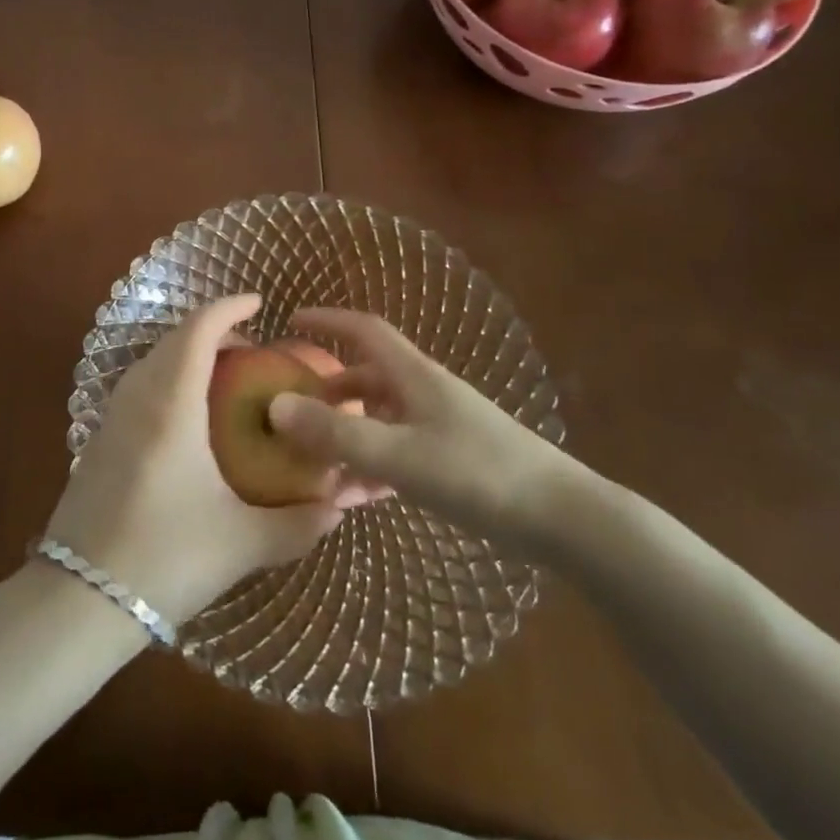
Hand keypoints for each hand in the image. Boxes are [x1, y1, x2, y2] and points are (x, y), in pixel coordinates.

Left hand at [42, 295, 345, 623]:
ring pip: (154, 360)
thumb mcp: (240, 543)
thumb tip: (338, 508)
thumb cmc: (164, 558)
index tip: (260, 303)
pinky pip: (141, 384)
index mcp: (171, 403)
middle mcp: (137, 396)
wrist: (77, 598)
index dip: (229, 308)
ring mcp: (112, 416)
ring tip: (228, 378)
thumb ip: (297, 524)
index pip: (199, 330)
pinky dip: (171, 377)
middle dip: (215, 331)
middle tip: (254, 349)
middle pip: (175, 339)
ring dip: (190, 354)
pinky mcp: (101, 439)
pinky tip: (192, 417)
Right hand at [266, 308, 579, 553]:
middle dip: (329, 389)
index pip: (363, 330)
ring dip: (348, 435)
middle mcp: (425, 392)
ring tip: (314, 464)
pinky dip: (372, 467)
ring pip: (381, 419)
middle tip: (294, 409)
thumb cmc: (478, 474)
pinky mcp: (453, 460)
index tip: (291, 320)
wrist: (564, 520)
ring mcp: (441, 426)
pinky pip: (399, 452)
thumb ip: (337, 434)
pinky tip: (354, 498)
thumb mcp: (399, 456)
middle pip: (367, 376)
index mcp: (414, 376)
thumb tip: (275, 406)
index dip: (327, 320)